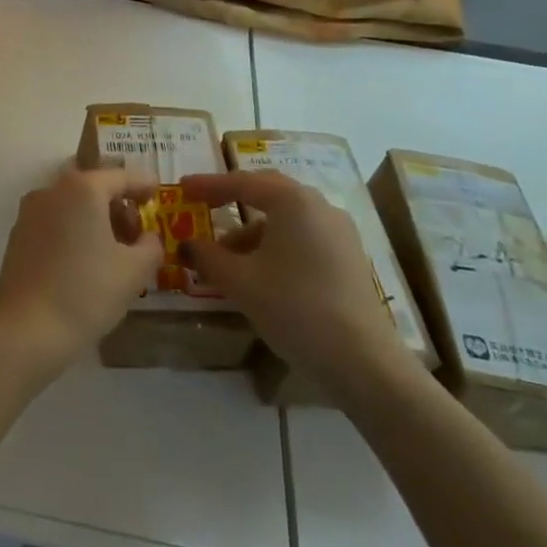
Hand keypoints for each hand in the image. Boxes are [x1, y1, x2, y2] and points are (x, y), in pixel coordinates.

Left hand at [0, 163, 160, 380]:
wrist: (26, 330)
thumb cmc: (86, 293)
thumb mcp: (134, 271)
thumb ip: (150, 245)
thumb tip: (147, 237)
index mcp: (83, 188)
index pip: (121, 176)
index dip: (143, 184)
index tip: (157, 193)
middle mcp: (52, 189)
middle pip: (93, 186)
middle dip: (117, 203)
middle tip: (136, 232)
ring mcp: (30, 211)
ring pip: (71, 203)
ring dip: (94, 217)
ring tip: (113, 251)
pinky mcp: (18, 235)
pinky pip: (54, 221)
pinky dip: (73, 230)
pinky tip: (84, 261)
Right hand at [179, 170, 413, 406]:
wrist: (364, 363)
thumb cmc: (295, 308)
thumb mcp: (241, 282)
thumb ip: (208, 257)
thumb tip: (186, 245)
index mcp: (293, 201)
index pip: (241, 182)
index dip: (208, 185)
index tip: (182, 188)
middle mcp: (319, 206)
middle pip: (267, 193)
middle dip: (232, 201)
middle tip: (204, 208)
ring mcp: (339, 232)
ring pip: (286, 219)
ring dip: (253, 232)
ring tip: (227, 260)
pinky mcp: (349, 257)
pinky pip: (303, 237)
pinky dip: (276, 246)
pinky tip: (261, 274)